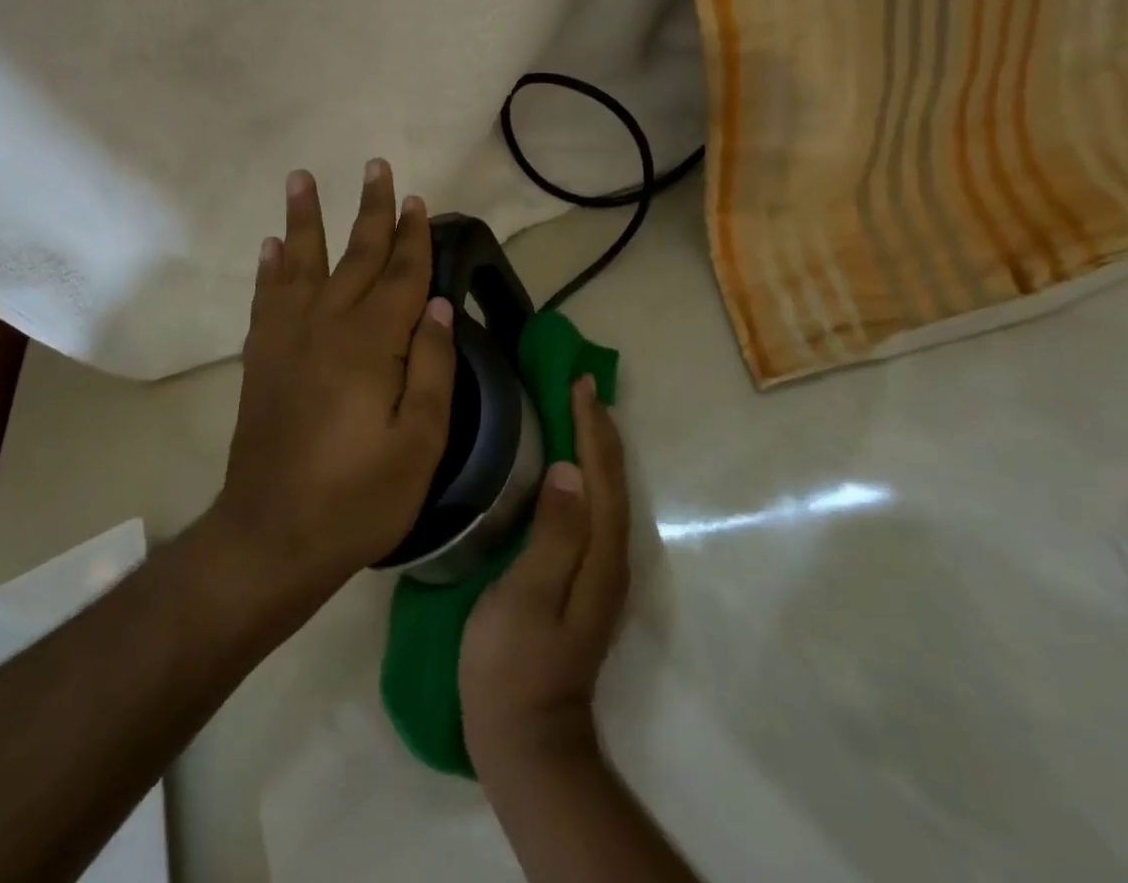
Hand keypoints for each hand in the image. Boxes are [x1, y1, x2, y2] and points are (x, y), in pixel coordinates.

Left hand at [213, 161, 455, 599]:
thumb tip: (438, 307)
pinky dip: (270, 267)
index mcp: (373, 344)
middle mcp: (328, 325)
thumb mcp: (420, 443)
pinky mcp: (261, 357)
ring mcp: (288, 338)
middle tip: (375, 166)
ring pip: (301, 262)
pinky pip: (267, 297)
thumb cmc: (358, 497)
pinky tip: (272, 245)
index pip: (402, 275)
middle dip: (371, 210)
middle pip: (356, 255)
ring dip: (305, 218)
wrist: (271, 535)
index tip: (419, 200)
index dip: (414, 237)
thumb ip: (432, 369)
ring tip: (302, 177)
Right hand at [459, 377, 630, 775]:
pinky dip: (588, 474)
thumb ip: (553, 535)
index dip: (591, 426)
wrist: (526, 743)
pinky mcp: (585, 580)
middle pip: (613, 479)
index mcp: (600, 555)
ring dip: (597, 447)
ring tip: (579, 411)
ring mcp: (601, 572)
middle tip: (580, 385)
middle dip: (599, 428)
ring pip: (607, 492)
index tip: (577, 383)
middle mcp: (611, 557)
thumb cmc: (513, 666)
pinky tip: (570, 467)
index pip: (602, 474)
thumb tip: (570, 470)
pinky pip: (594, 508)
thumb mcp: (525, 599)